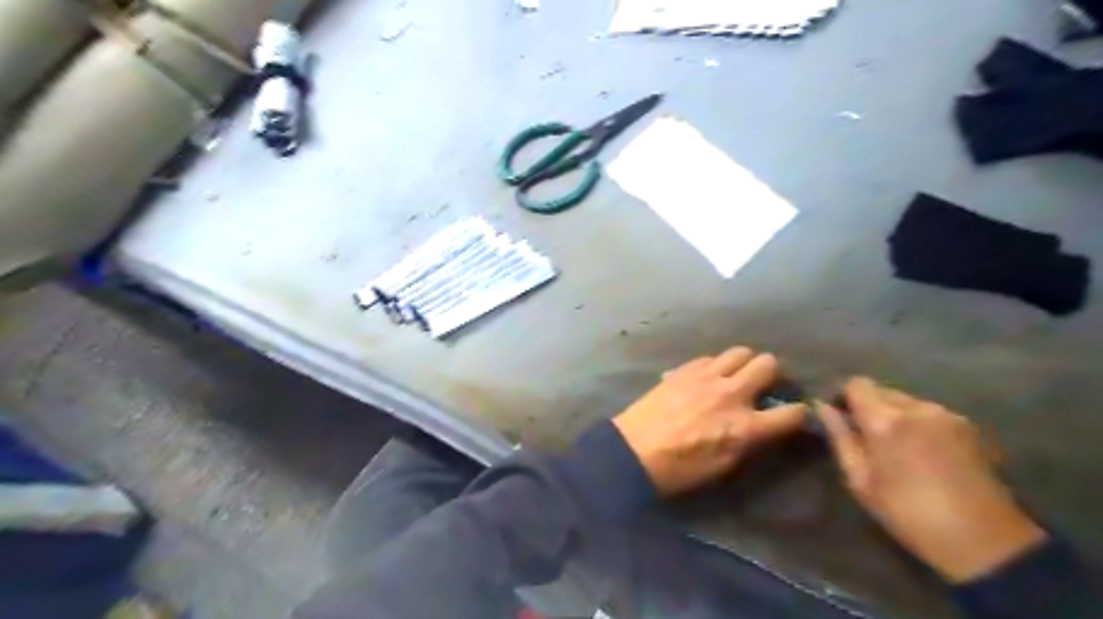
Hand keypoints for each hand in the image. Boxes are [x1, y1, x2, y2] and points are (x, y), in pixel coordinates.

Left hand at [612, 347, 801, 496]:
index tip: (795, 413)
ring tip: (734, 377)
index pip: (792, 413)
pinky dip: (714, 366)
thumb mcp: (723, 466)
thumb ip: (748, 442)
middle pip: (768, 363)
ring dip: (743, 363)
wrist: (633, 451)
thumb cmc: (679, 470)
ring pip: (740, 351)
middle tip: (761, 386)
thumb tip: (761, 427)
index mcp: (745, 426)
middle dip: (771, 374)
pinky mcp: (684, 369)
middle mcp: (731, 394)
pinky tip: (704, 379)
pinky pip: (709, 357)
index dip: (799, 413)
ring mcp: (706, 376)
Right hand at [812, 378, 1043, 583]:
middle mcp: (917, 408)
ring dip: (897, 415)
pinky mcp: (969, 426)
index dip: (845, 397)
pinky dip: (920, 424)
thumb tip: (823, 408)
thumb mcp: (861, 481)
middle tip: (869, 439)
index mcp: (885, 420)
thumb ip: (841, 438)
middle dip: (871, 407)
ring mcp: (947, 415)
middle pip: (882, 390)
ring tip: (900, 448)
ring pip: (907, 401)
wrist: (985, 542)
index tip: (843, 418)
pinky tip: (926, 454)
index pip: (856, 384)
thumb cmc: (909, 513)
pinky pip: (930, 414)